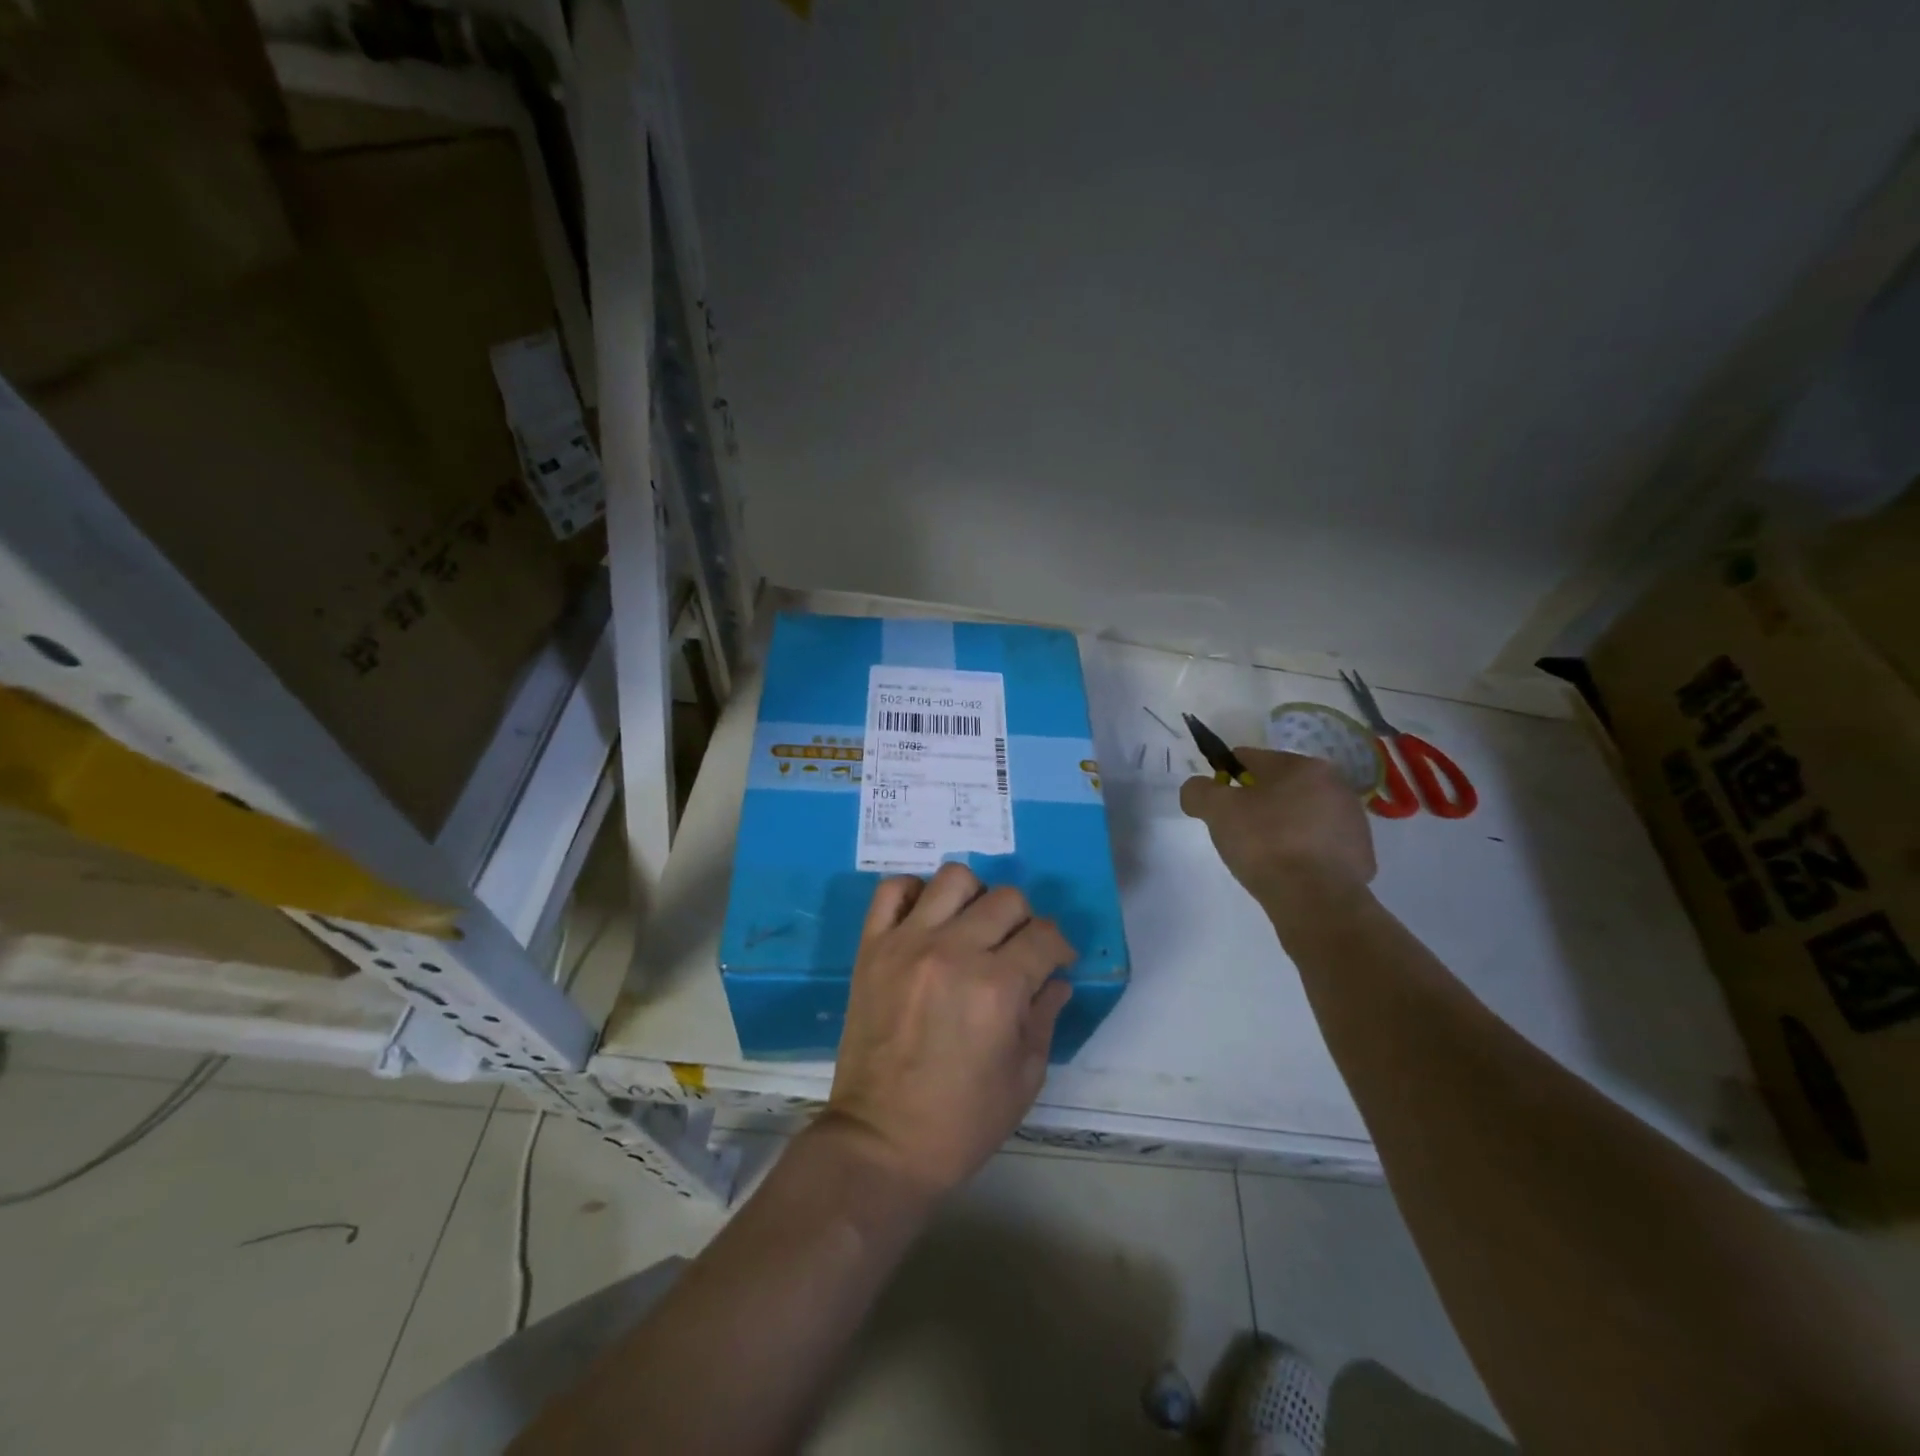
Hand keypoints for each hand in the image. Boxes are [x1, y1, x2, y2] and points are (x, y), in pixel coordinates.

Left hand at [824, 864, 1075, 1197]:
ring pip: (954, 878)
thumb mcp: (1025, 1077)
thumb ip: (1044, 1016)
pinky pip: (892, 890)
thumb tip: (1056, 979)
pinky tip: (926, 919)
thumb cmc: (962, 1121)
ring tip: (971, 928)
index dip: (1059, 946)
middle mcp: (954, 951)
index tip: (1056, 961)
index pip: (1044, 935)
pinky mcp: (872, 947)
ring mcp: (908, 943)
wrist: (882, 1141)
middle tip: (1016, 950)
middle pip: (1006, 899)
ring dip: (974, 897)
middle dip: (1024, 922)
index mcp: (998, 988)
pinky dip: (913, 893)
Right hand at [1179, 747, 1376, 914]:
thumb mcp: (1216, 810)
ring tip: (1265, 853)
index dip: (1227, 776)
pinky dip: (1304, 850)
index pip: (1252, 759)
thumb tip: (1197, 789)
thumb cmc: (1265, 843)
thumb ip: (1198, 791)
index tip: (1217, 801)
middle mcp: (1335, 785)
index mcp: (1303, 766)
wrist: (1315, 900)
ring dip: (1283, 825)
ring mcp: (1353, 821)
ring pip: (1303, 814)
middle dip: (1258, 802)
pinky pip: (1321, 844)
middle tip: (1238, 829)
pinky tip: (1289, 869)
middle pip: (1281, 786)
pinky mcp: (1361, 854)